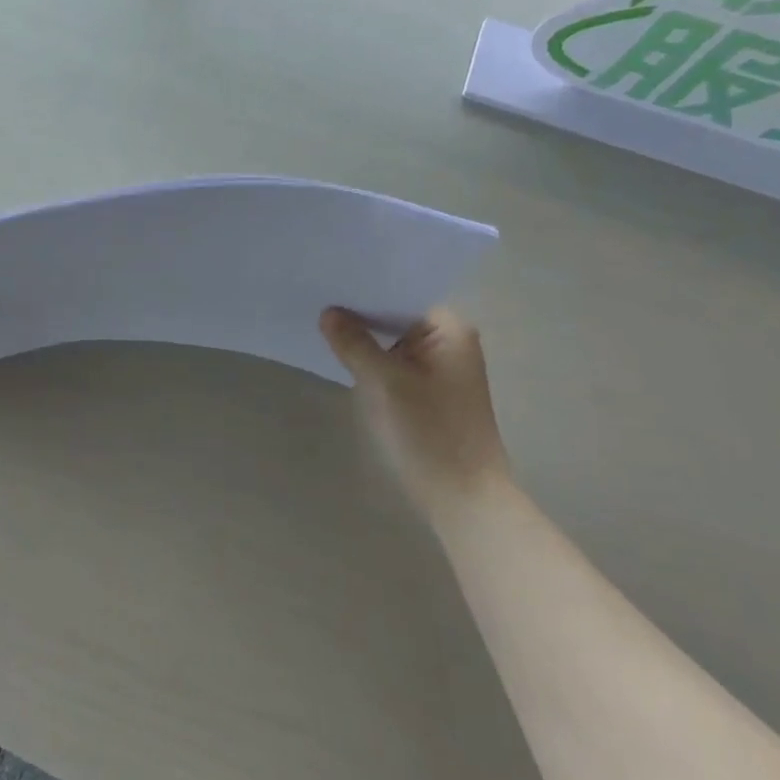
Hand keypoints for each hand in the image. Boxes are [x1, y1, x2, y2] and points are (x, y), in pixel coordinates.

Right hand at [319, 307, 510, 518]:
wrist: (463, 498)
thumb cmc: (428, 432)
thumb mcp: (383, 381)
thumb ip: (353, 342)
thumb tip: (329, 312)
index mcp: (450, 329)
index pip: (401, 292)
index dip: (365, 287)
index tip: (328, 281)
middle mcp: (450, 342)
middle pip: (396, 315)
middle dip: (360, 312)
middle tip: (316, 299)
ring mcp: (441, 368)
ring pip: (393, 340)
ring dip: (364, 338)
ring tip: (322, 324)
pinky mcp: (431, 392)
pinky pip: (396, 363)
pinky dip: (373, 360)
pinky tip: (343, 357)